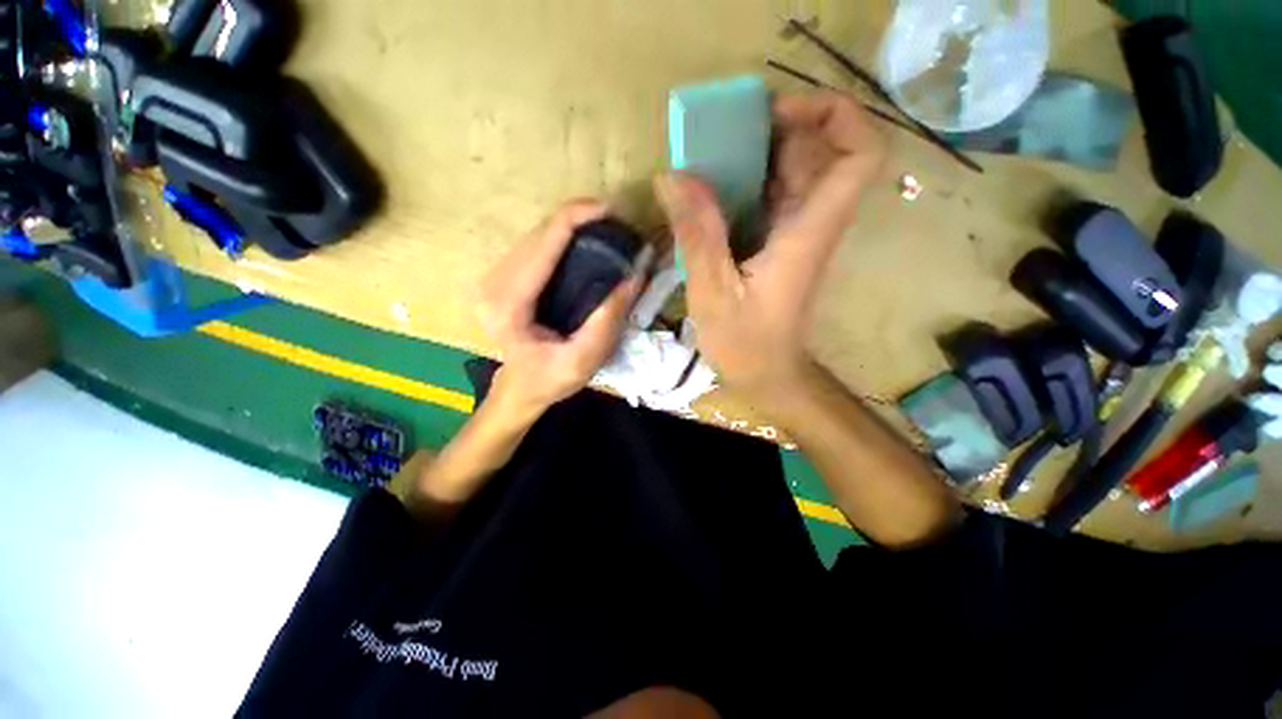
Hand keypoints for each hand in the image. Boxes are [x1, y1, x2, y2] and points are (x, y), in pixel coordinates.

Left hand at [478, 199, 642, 415]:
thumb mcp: (584, 360)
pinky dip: (561, 238)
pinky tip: (583, 243)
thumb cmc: (549, 380)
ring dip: (570, 226)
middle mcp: (493, 283)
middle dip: (577, 219)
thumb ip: (607, 320)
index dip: (575, 217)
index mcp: (508, 304)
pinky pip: (534, 246)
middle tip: (616, 224)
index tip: (610, 210)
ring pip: (535, 236)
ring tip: (604, 230)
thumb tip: (635, 275)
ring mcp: (494, 278)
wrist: (521, 388)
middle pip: (538, 233)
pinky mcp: (502, 278)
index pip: (542, 244)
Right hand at [654, 92, 886, 402]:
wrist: (768, 375)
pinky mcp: (782, 246)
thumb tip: (673, 176)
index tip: (778, 112)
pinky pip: (774, 198)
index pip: (859, 155)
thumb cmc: (746, 343)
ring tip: (710, 155)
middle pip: (821, 153)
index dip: (834, 116)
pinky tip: (712, 192)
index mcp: (809, 232)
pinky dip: (748, 183)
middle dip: (778, 129)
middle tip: (724, 133)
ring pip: (796, 173)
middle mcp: (813, 225)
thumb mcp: (713, 293)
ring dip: (759, 154)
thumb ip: (697, 235)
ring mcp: (798, 235)